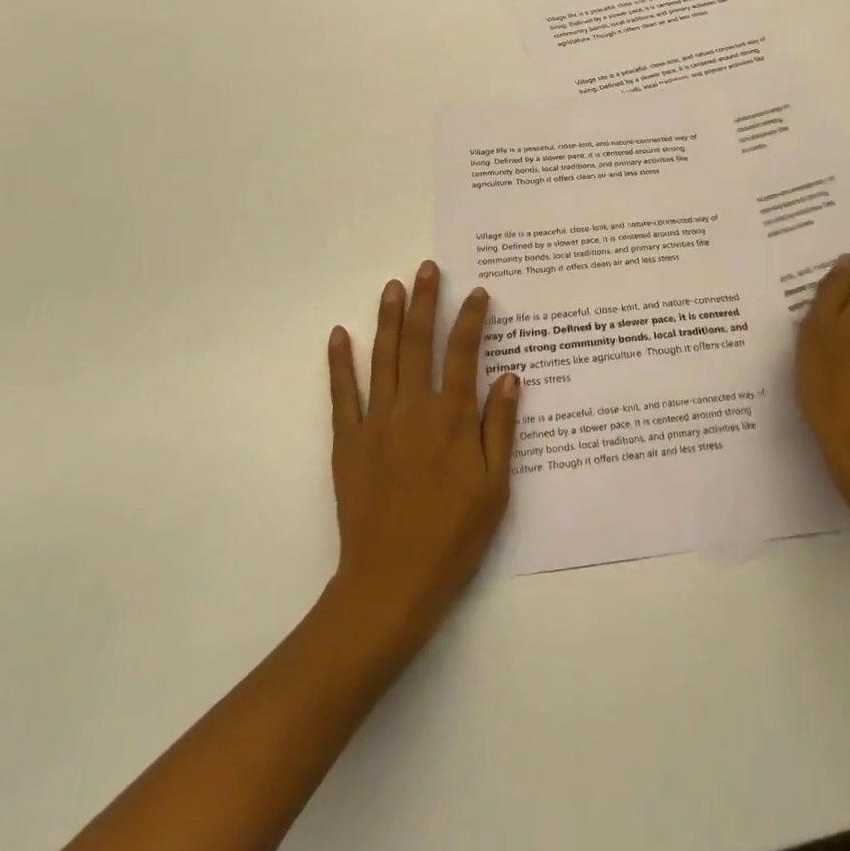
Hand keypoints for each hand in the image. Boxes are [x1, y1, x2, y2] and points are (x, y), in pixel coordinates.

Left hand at [324, 261, 520, 657]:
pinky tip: (339, 335)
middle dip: (425, 302)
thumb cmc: (454, 536)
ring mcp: (376, 422)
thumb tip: (510, 377)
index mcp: (452, 418)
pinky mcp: (347, 442)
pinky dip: (340, 362)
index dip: (472, 319)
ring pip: (383, 358)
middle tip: (427, 269)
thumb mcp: (495, 487)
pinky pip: (342, 394)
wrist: (392, 582)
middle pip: (419, 343)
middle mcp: (414, 408)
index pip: (465, 354)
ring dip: (388, 318)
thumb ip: (500, 428)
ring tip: (393, 286)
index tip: (478, 292)